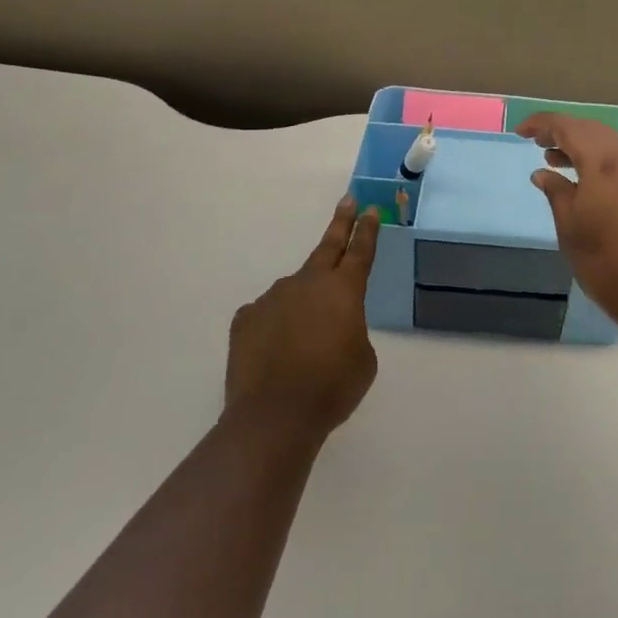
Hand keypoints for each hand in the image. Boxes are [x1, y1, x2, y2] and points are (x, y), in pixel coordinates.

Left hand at [225, 195, 379, 438]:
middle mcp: (307, 283)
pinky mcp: (246, 319)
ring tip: (305, 344)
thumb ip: (351, 331)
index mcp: (343, 290)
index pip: (360, 251)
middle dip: (341, 223)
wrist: (275, 416)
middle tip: (348, 201)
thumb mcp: (363, 359)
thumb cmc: (332, 386)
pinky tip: (277, 354)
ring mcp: (273, 298)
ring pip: (294, 292)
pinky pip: (268, 315)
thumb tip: (332, 328)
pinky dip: (276, 327)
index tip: (371, 209)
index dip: (367, 230)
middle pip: (328, 247)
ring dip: (303, 305)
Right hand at [515, 114, 617, 330]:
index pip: (569, 127)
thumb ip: (556, 192)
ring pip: (609, 145)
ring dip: (581, 146)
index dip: (542, 124)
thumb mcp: (570, 226)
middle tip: (536, 141)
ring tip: (553, 159)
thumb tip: (543, 173)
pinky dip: (599, 160)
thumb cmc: (605, 261)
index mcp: (605, 162)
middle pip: (592, 130)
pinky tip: (583, 179)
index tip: (520, 131)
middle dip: (563, 131)